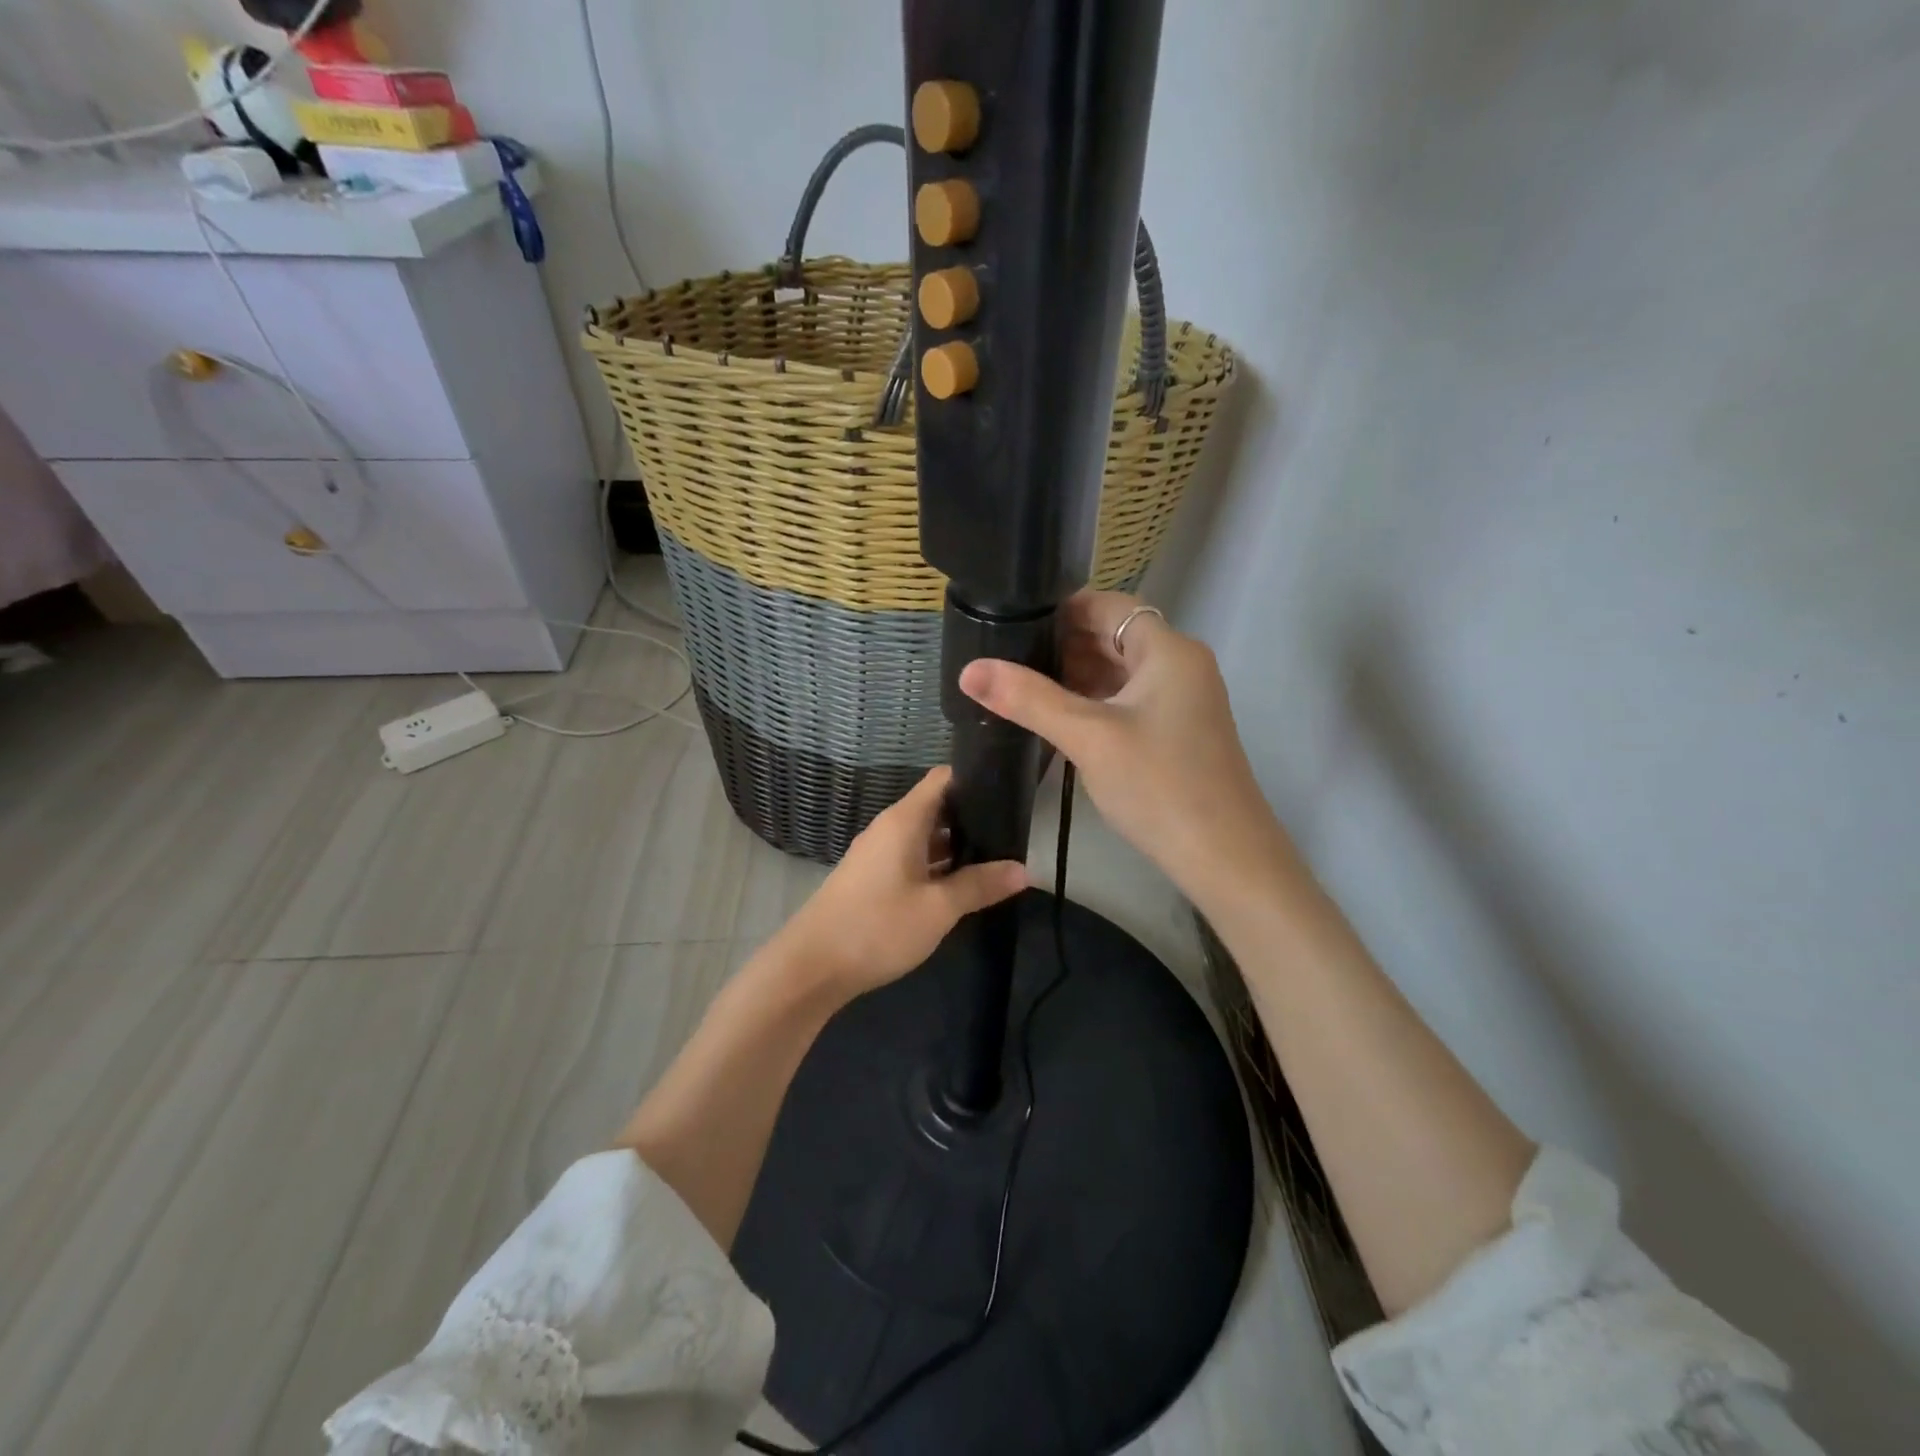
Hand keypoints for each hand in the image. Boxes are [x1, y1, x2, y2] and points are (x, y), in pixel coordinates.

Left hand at [775, 766, 1028, 1001]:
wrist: (812, 966)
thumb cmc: (878, 927)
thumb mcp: (938, 908)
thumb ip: (980, 885)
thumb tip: (1023, 870)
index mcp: (904, 821)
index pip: (943, 779)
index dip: (975, 778)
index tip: (1009, 790)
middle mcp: (889, 828)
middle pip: (936, 807)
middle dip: (973, 817)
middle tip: (1013, 832)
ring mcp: (877, 853)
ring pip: (924, 836)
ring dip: (955, 845)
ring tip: (996, 857)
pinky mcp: (872, 878)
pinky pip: (911, 858)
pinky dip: (936, 864)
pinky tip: (960, 884)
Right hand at [958, 591, 1291, 911]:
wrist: (1224, 857)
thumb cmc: (1159, 785)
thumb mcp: (1088, 737)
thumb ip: (1028, 699)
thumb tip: (969, 669)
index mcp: (1168, 650)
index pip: (1108, 605)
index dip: (1060, 610)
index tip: (1011, 623)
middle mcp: (1180, 665)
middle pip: (1113, 636)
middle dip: (1061, 645)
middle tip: (1005, 658)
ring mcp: (1182, 700)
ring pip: (1119, 672)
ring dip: (1075, 676)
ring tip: (1021, 687)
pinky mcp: (1176, 731)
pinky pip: (1128, 701)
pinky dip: (1094, 702)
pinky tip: (1057, 718)